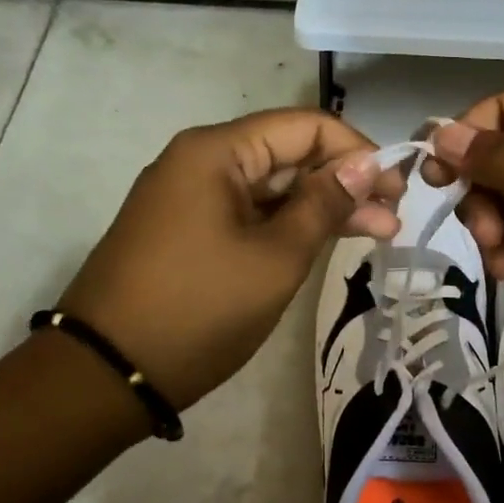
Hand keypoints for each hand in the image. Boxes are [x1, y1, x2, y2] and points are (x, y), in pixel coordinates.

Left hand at [58, 109, 402, 410]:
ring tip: (378, 234)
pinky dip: (289, 226)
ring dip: (322, 207)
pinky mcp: (188, 230)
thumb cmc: (199, 309)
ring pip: (272, 187)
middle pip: (289, 154)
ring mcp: (191, 197)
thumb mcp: (276, 257)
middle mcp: (201, 161)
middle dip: (345, 182)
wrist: (107, 376)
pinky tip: (327, 241)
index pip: (306, 126)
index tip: (396, 188)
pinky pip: (249, 213)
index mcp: (217, 151)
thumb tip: (368, 163)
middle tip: (393, 219)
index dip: (358, 151)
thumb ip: (325, 204)